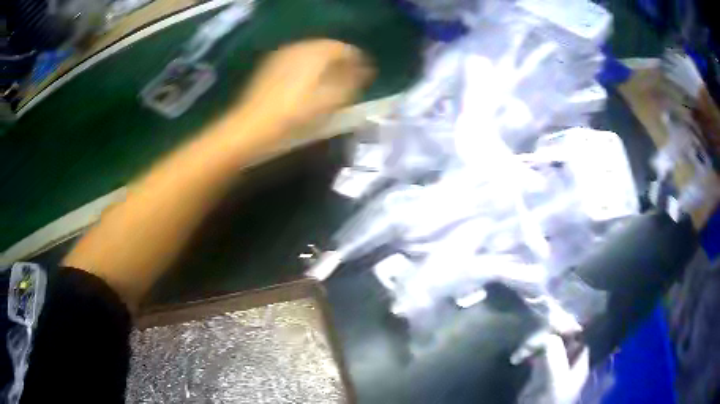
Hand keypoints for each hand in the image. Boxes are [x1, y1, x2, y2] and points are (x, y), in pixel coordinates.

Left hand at [238, 39, 374, 131]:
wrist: (251, 128)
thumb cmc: (294, 117)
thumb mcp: (330, 102)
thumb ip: (351, 82)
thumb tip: (363, 71)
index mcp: (316, 52)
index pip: (344, 48)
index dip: (357, 60)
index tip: (366, 74)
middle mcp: (299, 47)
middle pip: (326, 48)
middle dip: (340, 61)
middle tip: (350, 78)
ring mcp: (282, 56)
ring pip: (310, 53)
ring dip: (324, 64)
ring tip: (331, 82)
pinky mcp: (270, 67)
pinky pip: (297, 60)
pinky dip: (308, 68)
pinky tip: (308, 84)